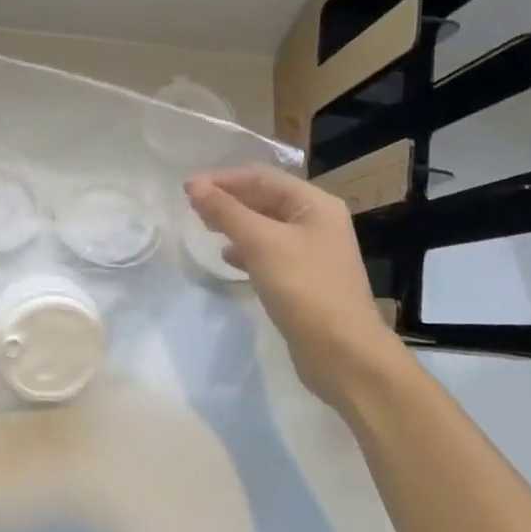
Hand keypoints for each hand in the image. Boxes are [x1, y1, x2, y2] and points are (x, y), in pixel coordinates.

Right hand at [185, 166, 415, 411]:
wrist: (343, 353)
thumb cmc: (304, 288)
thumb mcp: (260, 243)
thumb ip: (225, 211)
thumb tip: (193, 185)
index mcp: (314, 204)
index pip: (261, 177)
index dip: (222, 179)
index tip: (186, 190)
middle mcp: (317, 221)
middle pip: (265, 198)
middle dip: (228, 200)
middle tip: (192, 209)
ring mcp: (313, 251)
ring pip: (265, 226)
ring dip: (235, 224)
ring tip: (205, 229)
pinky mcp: (305, 279)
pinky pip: (270, 252)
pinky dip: (247, 249)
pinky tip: (229, 259)